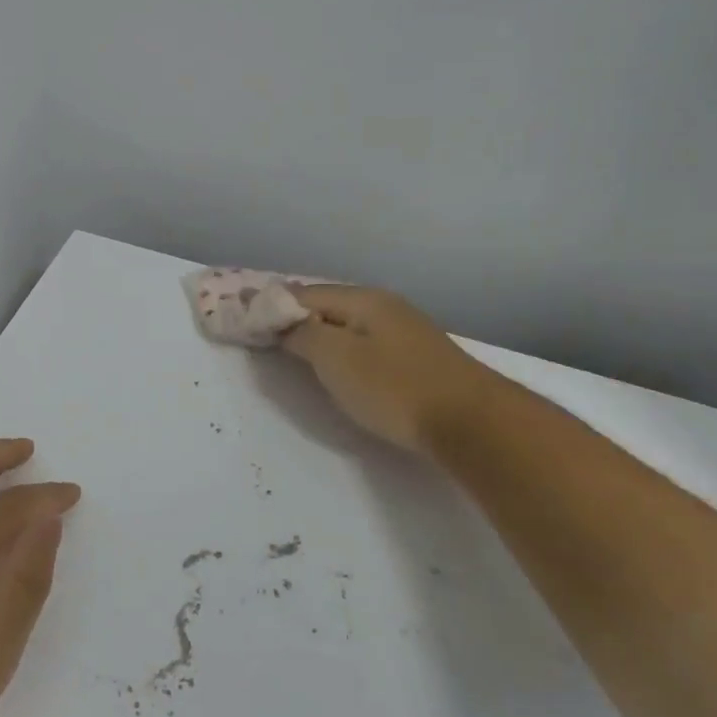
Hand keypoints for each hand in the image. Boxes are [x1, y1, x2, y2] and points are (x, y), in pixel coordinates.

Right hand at [280, 285, 488, 453]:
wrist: (472, 421)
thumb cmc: (394, 387)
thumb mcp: (336, 359)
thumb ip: (304, 335)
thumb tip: (285, 324)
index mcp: (362, 299)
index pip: (303, 294)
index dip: (271, 306)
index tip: (244, 319)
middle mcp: (384, 305)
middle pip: (326, 305)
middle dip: (294, 317)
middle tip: (264, 334)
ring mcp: (404, 329)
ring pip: (347, 324)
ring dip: (319, 332)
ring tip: (294, 348)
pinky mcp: (416, 356)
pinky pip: (365, 342)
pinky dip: (342, 347)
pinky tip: (339, 364)